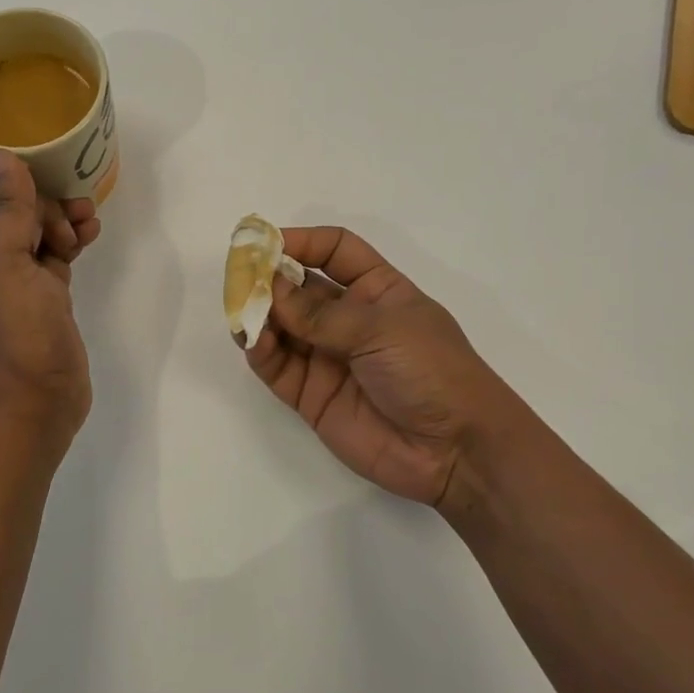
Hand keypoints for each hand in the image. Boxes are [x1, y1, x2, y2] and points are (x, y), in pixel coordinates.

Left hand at [0, 151, 101, 439]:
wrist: (35, 402)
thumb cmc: (14, 332)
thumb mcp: (6, 264)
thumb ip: (8, 209)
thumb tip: (3, 156)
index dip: (19, 183)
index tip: (53, 183)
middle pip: (15, 207)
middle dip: (46, 204)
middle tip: (70, 223)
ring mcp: (14, 278)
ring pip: (39, 230)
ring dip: (63, 220)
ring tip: (87, 227)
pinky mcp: (42, 295)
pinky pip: (55, 254)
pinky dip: (71, 241)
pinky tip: (90, 235)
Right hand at [244, 227, 523, 517]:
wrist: (454, 451)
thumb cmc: (432, 371)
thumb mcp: (382, 329)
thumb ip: (321, 313)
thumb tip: (271, 287)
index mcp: (377, 290)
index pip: (334, 251)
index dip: (302, 241)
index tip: (264, 242)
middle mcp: (348, 319)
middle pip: (299, 288)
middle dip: (269, 279)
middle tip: (239, 277)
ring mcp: (327, 358)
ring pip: (281, 327)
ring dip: (259, 315)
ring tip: (241, 311)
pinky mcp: (310, 395)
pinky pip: (277, 366)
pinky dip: (260, 352)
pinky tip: (253, 341)